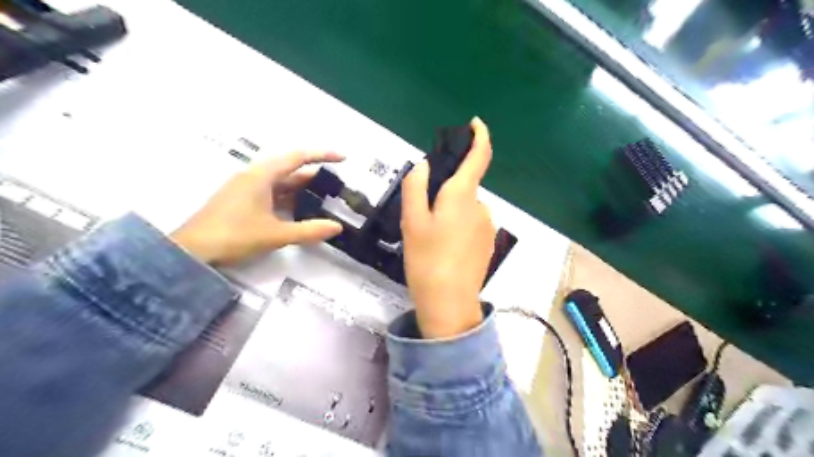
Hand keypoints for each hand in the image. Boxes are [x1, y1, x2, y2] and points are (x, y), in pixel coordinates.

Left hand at [172, 151, 343, 264]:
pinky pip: (270, 192)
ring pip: (280, 182)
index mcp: (262, 176)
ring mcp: (245, 188)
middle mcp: (253, 176)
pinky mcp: (240, 200)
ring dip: (301, 188)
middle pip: (289, 168)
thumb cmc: (234, 236)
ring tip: (322, 198)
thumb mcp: (276, 234)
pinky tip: (298, 210)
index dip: (322, 155)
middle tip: (335, 185)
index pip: (298, 157)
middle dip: (313, 175)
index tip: (343, 158)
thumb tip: (337, 227)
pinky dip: (288, 197)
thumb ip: (309, 230)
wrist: (191, 251)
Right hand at [402, 118, 495, 338]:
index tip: (474, 124)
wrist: (449, 303)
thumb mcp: (412, 222)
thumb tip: (424, 165)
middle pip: (464, 186)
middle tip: (422, 216)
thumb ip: (416, 187)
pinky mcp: (487, 243)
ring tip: (431, 238)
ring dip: (449, 212)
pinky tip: (444, 249)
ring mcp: (487, 226)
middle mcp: (480, 207)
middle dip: (445, 191)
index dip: (480, 136)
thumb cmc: (427, 260)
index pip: (479, 157)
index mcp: (462, 196)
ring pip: (465, 207)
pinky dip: (457, 226)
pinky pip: (471, 223)